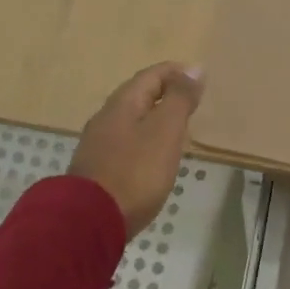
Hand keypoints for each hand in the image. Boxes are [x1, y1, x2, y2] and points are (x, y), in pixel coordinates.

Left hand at [70, 63, 204, 238]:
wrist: (90, 221)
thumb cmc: (135, 172)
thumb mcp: (165, 131)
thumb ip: (179, 99)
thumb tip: (193, 68)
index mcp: (123, 102)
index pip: (152, 75)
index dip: (177, 72)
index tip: (199, 78)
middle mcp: (106, 116)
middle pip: (139, 95)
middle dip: (165, 93)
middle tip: (191, 102)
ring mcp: (97, 143)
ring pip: (131, 119)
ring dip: (154, 118)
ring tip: (177, 129)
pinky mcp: (96, 168)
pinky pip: (125, 142)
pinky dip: (143, 140)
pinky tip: (153, 157)